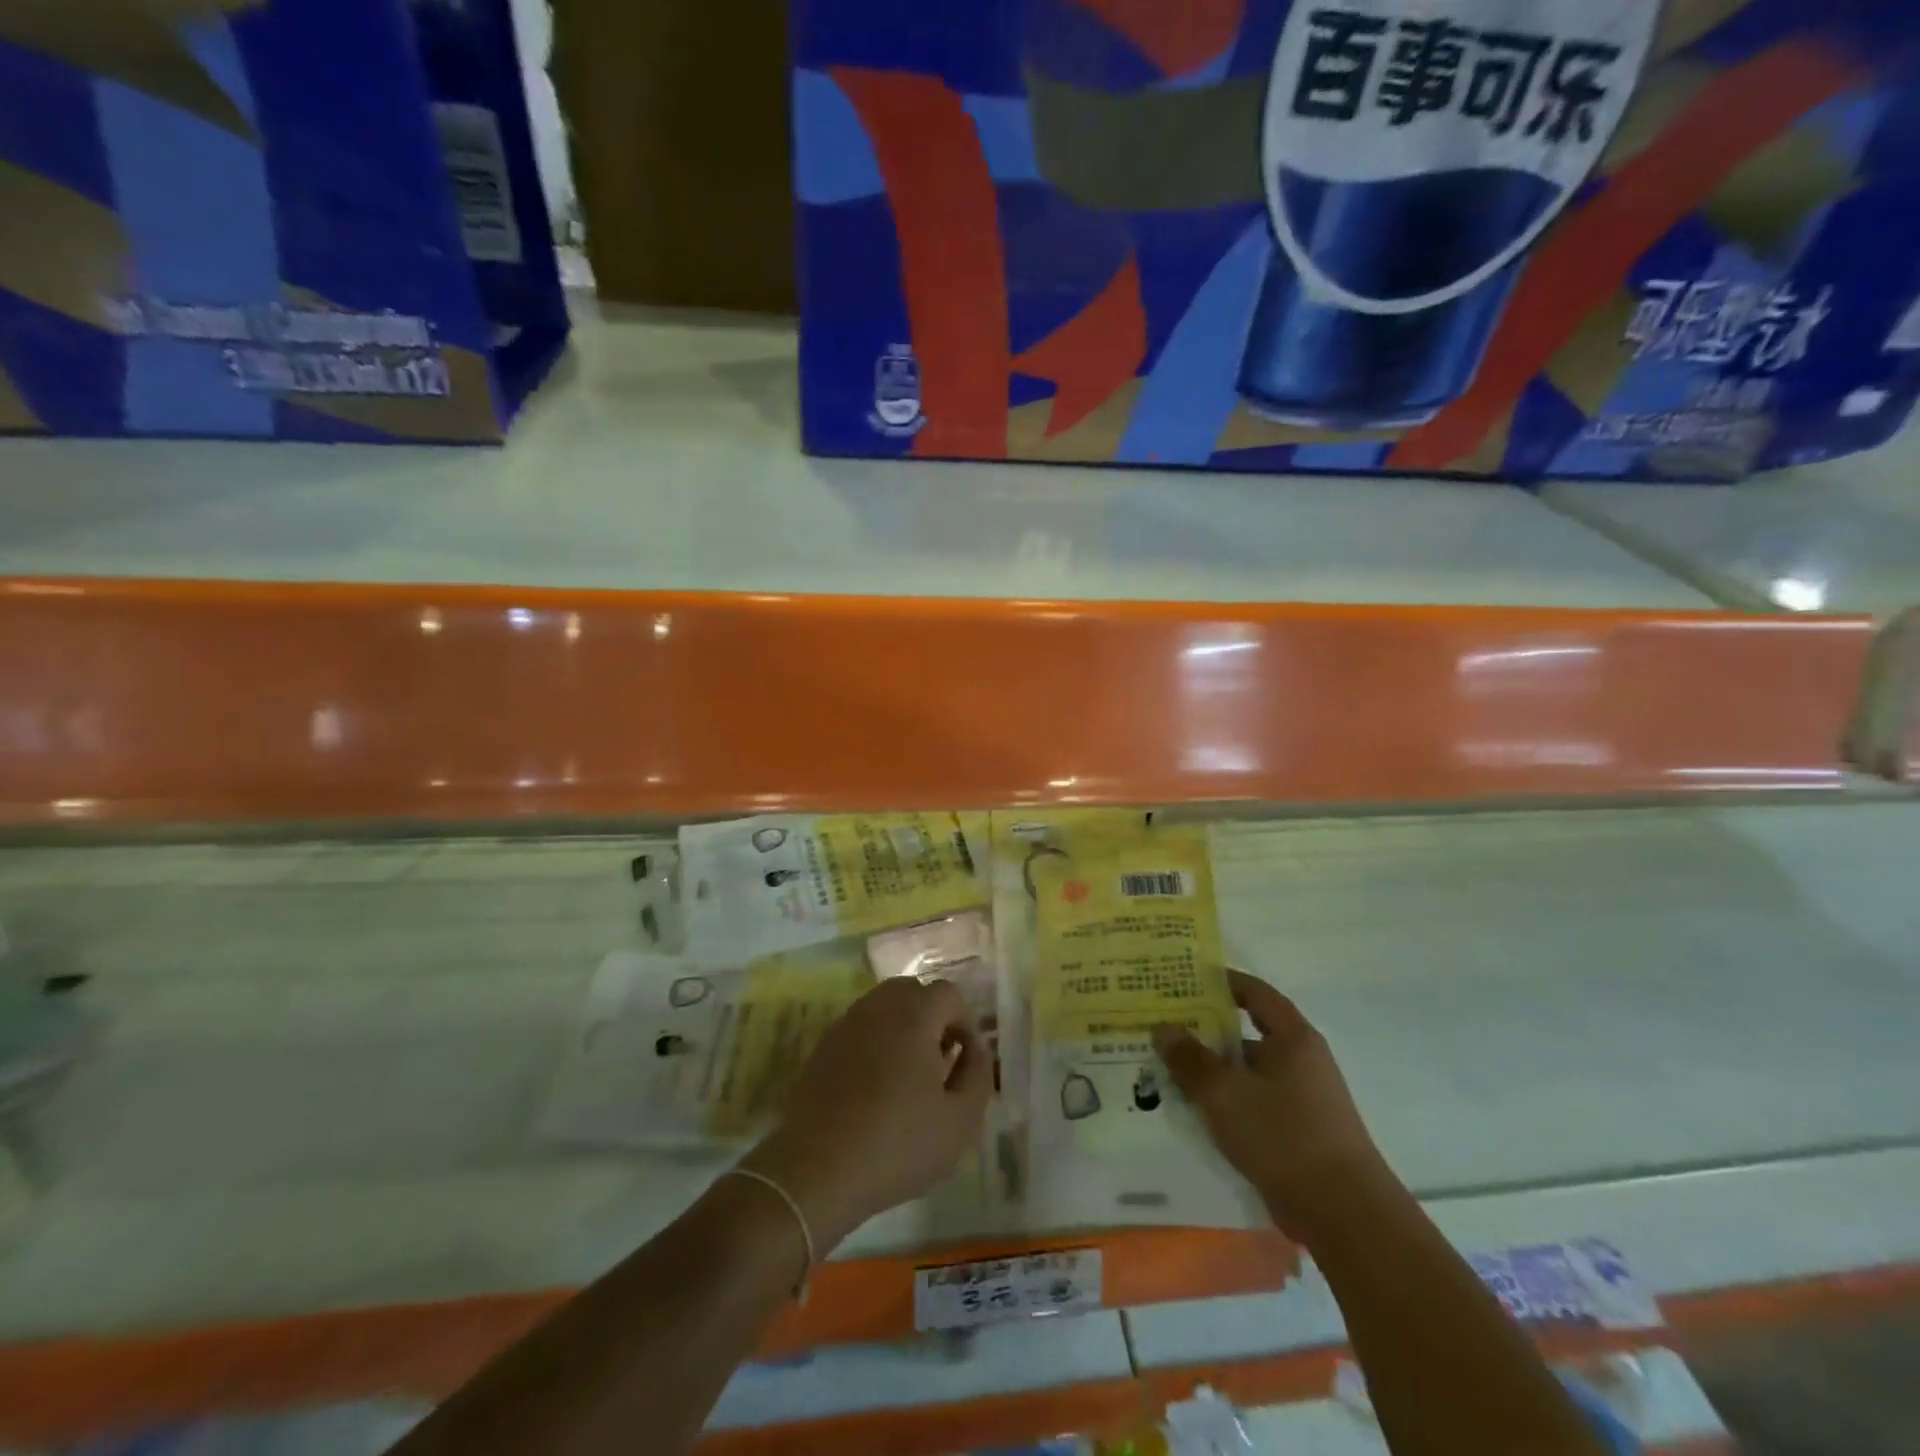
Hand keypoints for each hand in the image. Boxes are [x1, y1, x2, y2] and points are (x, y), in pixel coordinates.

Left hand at [742, 976, 991, 1251]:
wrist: (815, 1170)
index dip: (964, 1021)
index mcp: (914, 1015)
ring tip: (909, 1075)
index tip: (965, 1059)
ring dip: (903, 1028)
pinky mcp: (822, 1047)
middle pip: (913, 991)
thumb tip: (975, 1049)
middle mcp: (878, 1007)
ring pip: (883, 1007)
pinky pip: (859, 1029)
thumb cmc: (897, 1144)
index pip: (948, 993)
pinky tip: (876, 1087)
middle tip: (940, 1060)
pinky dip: (875, 1043)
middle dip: (933, 1018)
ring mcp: (845, 1025)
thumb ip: (978, 1075)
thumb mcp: (960, 1120)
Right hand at [1154, 970, 1392, 1243]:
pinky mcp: (1299, 1132)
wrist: (1344, 1215)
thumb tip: (1162, 1028)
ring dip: (1214, 1069)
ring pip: (1248, 1071)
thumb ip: (1190, 1059)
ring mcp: (1303, 1098)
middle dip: (1207, 1030)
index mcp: (1293, 1037)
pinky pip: (1255, 1102)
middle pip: (1248, 1032)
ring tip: (1169, 1069)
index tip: (1185, 979)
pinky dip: (1227, 1100)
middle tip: (1164, 1026)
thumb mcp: (1224, 1093)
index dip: (1222, 981)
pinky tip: (1196, 1110)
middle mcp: (1302, 1060)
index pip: (1255, 993)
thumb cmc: (1283, 1136)